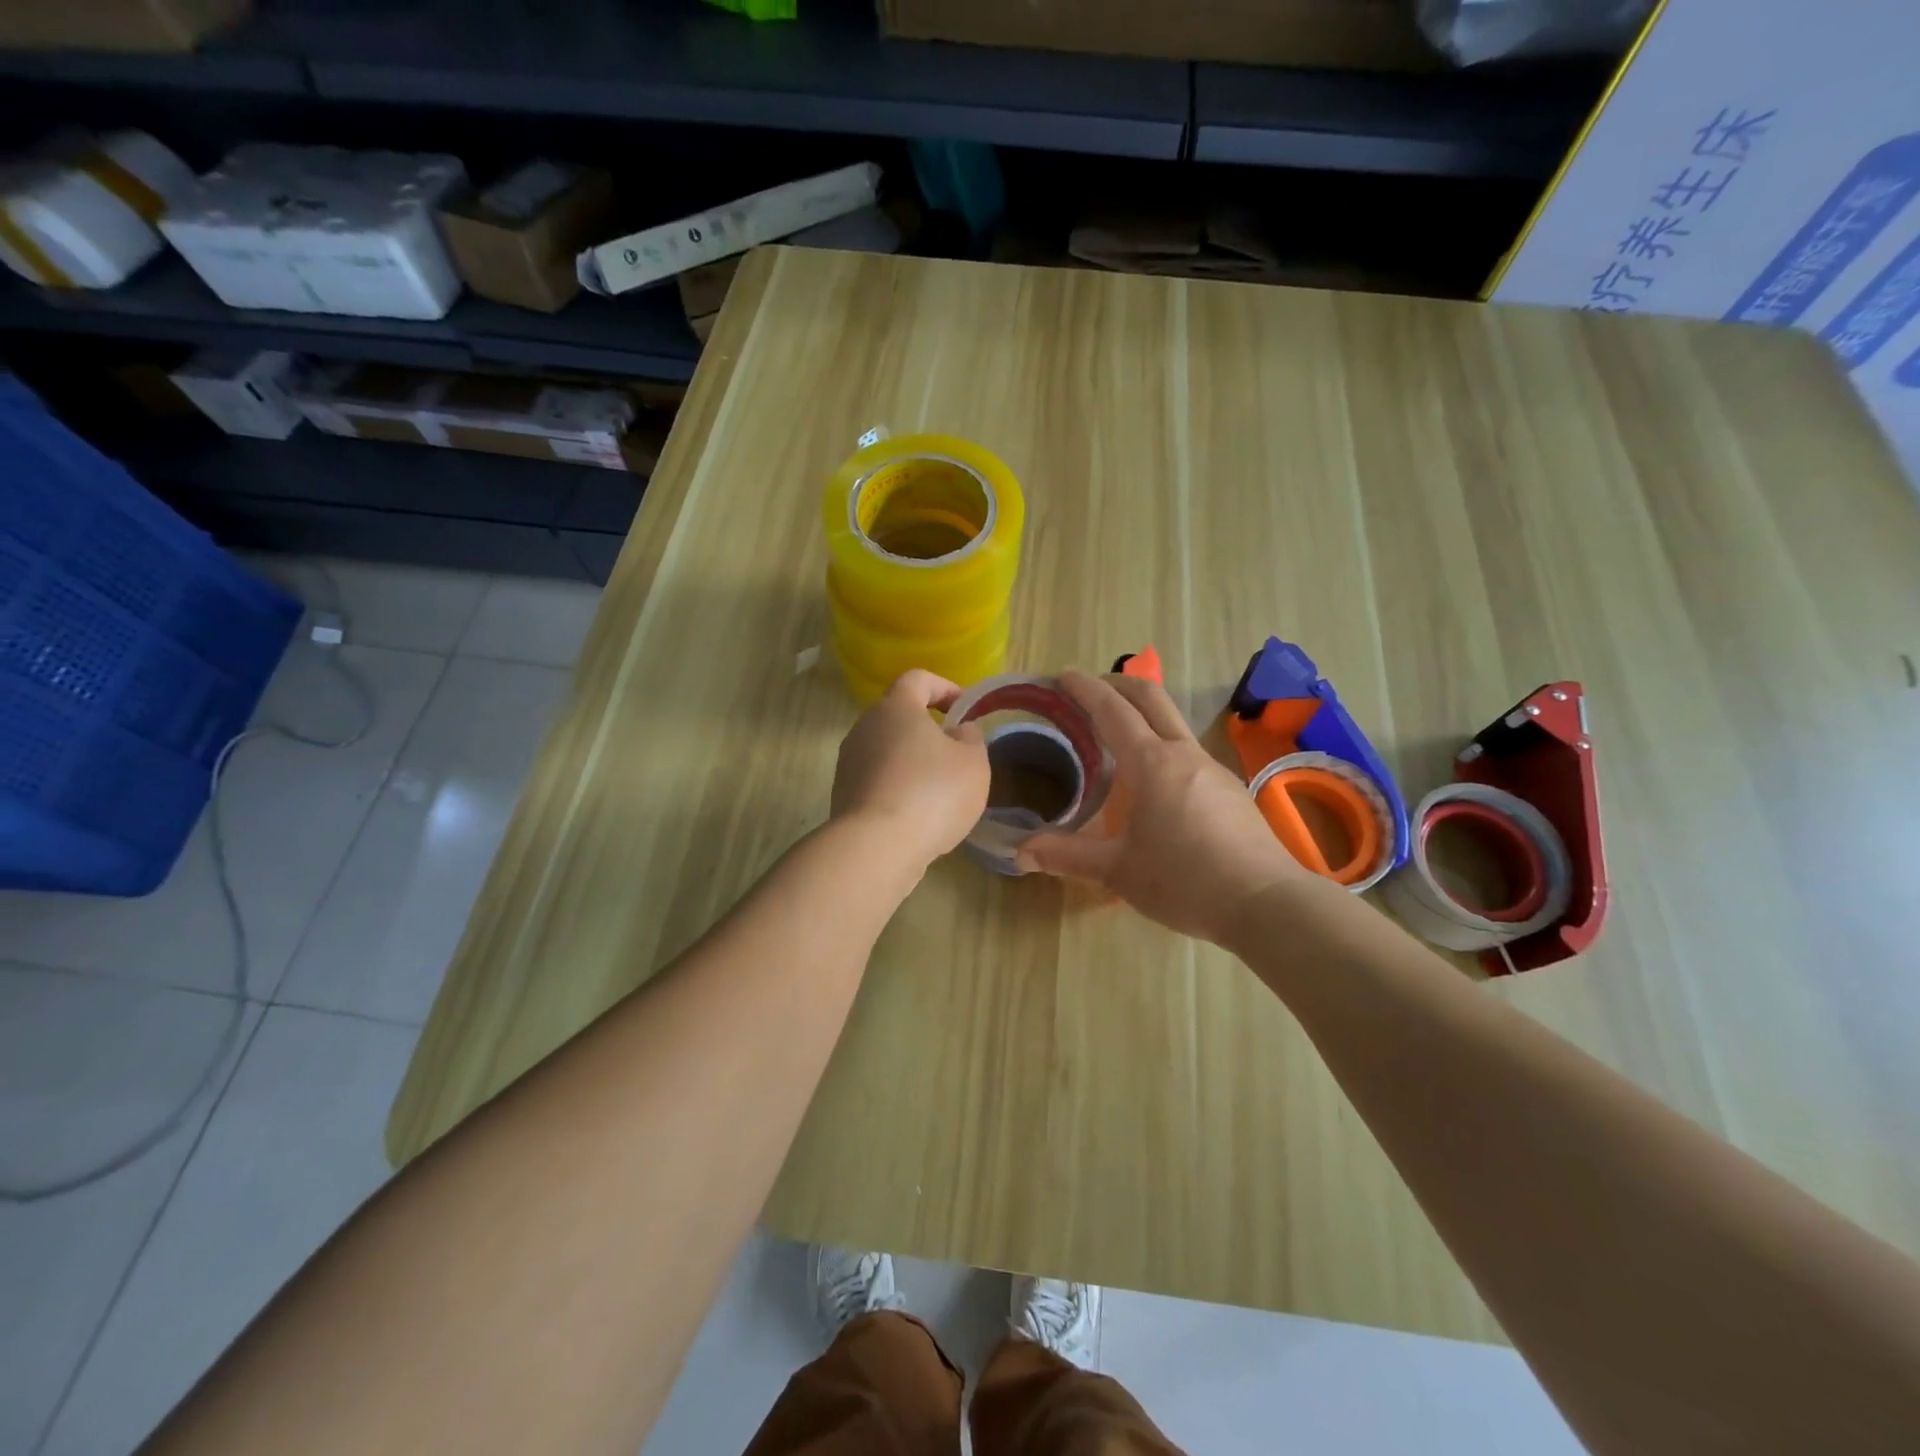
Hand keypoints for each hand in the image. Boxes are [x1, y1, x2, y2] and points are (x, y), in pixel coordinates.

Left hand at [831, 669, 989, 869]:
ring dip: (911, 761)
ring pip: (886, 750)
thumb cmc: (933, 793)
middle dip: (928, 729)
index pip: (918, 679)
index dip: (945, 688)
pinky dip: (897, 788)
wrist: (877, 847)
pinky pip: (876, 780)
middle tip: (955, 753)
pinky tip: (916, 815)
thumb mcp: (973, 762)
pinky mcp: (842, 794)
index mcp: (896, 707)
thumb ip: (971, 737)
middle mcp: (865, 726)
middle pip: (898, 716)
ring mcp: (848, 762)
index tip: (964, 709)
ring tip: (938, 790)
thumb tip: (958, 730)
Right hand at [1015, 670, 1310, 943]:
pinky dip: (1162, 745)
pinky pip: (1188, 752)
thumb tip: (1020, 852)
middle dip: (1117, 683)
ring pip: (1173, 723)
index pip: (1112, 710)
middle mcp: (1184, 754)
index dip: (1085, 689)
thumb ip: (1067, 857)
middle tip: (1089, 687)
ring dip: (1142, 713)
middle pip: (1151, 697)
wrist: (1267, 903)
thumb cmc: (1185, 882)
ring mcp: (1213, 769)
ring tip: (1116, 736)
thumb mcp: (1117, 872)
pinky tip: (1154, 780)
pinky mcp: (1231, 789)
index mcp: (1152, 764)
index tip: (1062, 676)